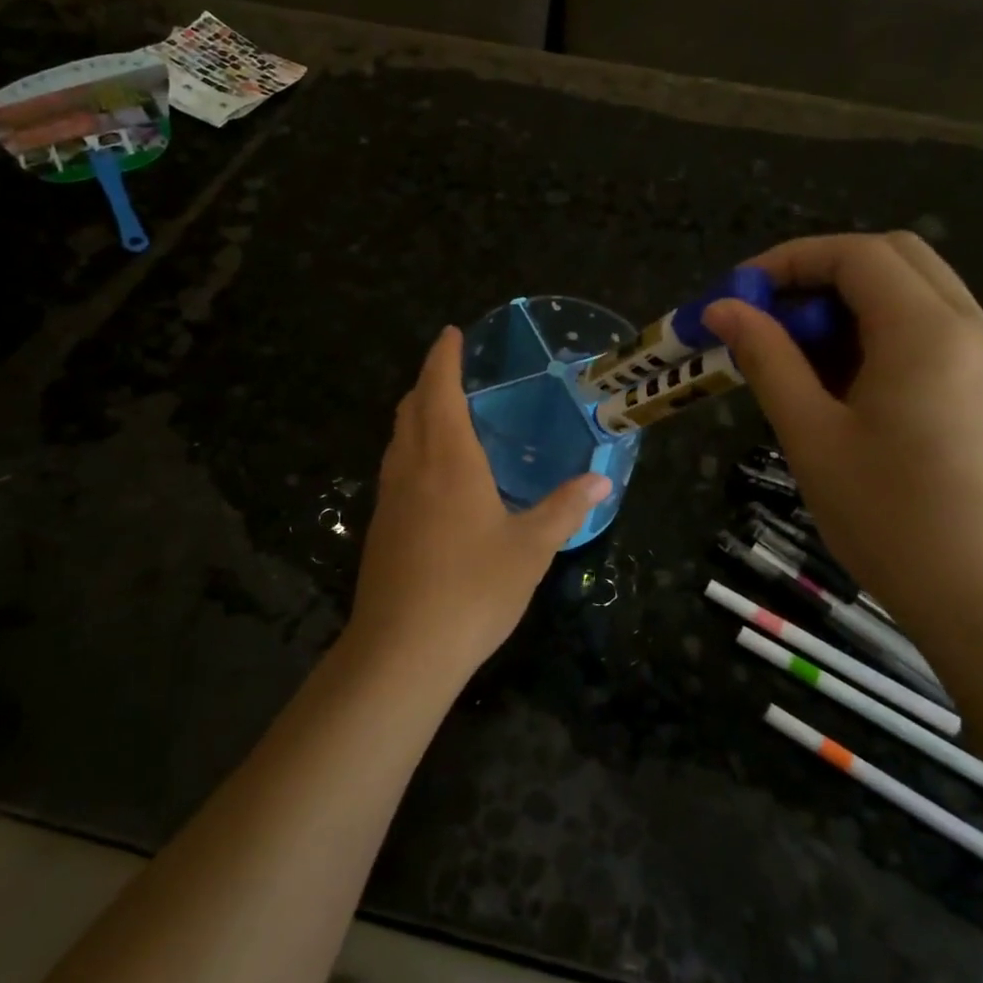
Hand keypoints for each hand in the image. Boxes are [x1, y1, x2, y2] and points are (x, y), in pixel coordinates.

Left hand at [348, 327, 611, 679]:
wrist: (402, 649)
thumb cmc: (473, 588)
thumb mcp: (531, 548)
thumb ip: (565, 509)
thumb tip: (601, 480)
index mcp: (448, 459)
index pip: (439, 390)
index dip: (443, 357)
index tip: (451, 333)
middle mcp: (412, 466)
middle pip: (412, 407)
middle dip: (428, 380)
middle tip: (450, 368)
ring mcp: (390, 497)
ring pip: (398, 437)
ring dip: (416, 413)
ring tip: (441, 411)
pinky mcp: (380, 526)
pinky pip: (395, 467)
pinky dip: (410, 447)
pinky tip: (430, 473)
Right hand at [705, 233, 982, 627]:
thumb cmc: (891, 519)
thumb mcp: (812, 435)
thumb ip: (767, 360)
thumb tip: (722, 309)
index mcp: (927, 332)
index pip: (856, 255)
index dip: (789, 260)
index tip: (737, 293)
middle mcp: (970, 327)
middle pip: (893, 258)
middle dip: (821, 273)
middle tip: (769, 316)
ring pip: (914, 291)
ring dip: (850, 303)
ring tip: (797, 355)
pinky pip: (931, 329)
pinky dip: (880, 331)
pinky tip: (843, 383)